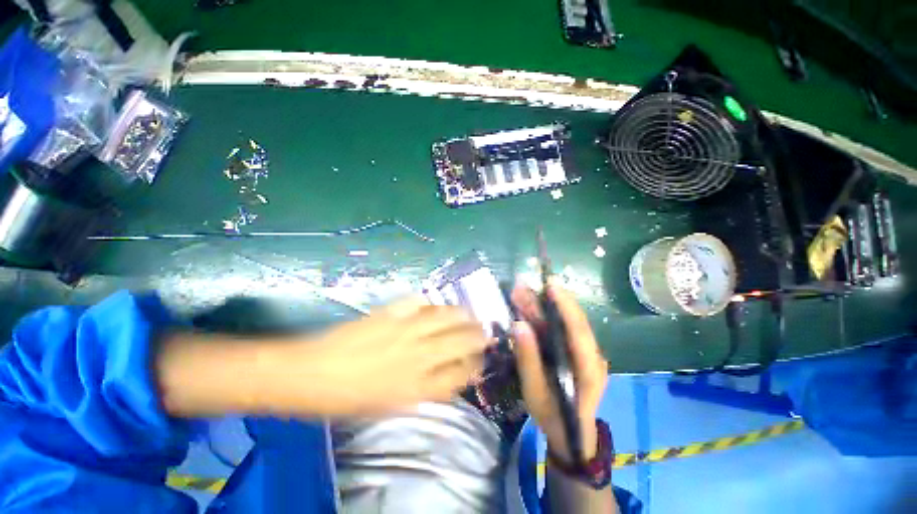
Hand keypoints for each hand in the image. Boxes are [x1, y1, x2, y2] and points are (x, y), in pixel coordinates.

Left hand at [266, 298, 491, 416]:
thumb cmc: (348, 398)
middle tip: (485, 332)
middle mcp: (419, 355)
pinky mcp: (391, 312)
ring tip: (470, 313)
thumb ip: (421, 391)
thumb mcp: (389, 406)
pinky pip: (419, 302)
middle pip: (461, 342)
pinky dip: (430, 301)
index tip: (480, 360)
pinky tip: (435, 303)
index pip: (461, 374)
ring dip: (462, 315)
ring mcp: (406, 329)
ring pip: (446, 317)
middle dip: (479, 337)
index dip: (475, 366)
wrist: (312, 372)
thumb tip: (444, 376)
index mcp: (418, 386)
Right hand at [511, 279, 607, 465]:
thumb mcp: (535, 393)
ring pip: (563, 321)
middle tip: (523, 286)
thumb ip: (528, 359)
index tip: (550, 286)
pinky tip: (525, 308)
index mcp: (588, 369)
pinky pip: (558, 328)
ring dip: (541, 305)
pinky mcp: (574, 350)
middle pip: (571, 320)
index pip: (579, 331)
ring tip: (519, 292)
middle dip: (547, 301)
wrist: (569, 434)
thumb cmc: (553, 417)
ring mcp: (584, 351)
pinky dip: (541, 316)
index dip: (565, 306)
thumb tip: (518, 325)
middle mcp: (591, 355)